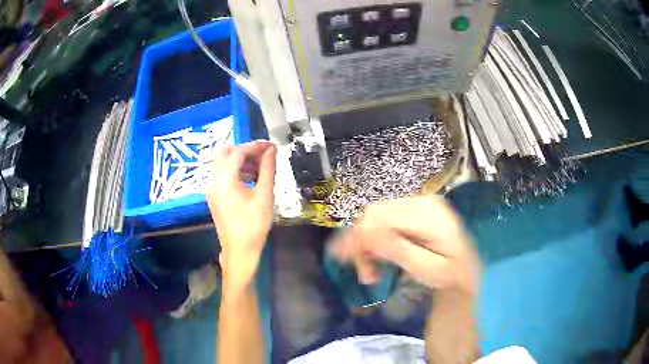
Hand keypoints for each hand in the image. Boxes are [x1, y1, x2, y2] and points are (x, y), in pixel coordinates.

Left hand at [207, 140, 276, 287]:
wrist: (240, 250)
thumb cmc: (254, 225)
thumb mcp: (264, 195)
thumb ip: (268, 169)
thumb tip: (272, 150)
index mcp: (225, 180)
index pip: (238, 152)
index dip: (256, 146)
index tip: (271, 147)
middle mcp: (213, 180)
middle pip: (225, 152)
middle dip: (245, 150)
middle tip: (263, 154)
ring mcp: (211, 188)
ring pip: (223, 163)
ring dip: (240, 160)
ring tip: (261, 167)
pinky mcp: (213, 195)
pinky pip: (222, 174)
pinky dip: (235, 170)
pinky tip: (251, 178)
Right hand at [332, 196, 481, 296]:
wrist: (468, 269)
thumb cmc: (452, 273)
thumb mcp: (427, 268)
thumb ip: (397, 249)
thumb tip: (363, 233)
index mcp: (427, 212)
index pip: (379, 216)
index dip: (356, 236)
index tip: (341, 259)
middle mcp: (420, 200)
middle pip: (374, 214)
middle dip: (361, 244)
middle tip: (364, 275)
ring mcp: (416, 204)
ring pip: (375, 218)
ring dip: (366, 245)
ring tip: (371, 273)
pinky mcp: (412, 211)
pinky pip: (383, 221)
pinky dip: (375, 241)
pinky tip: (377, 259)